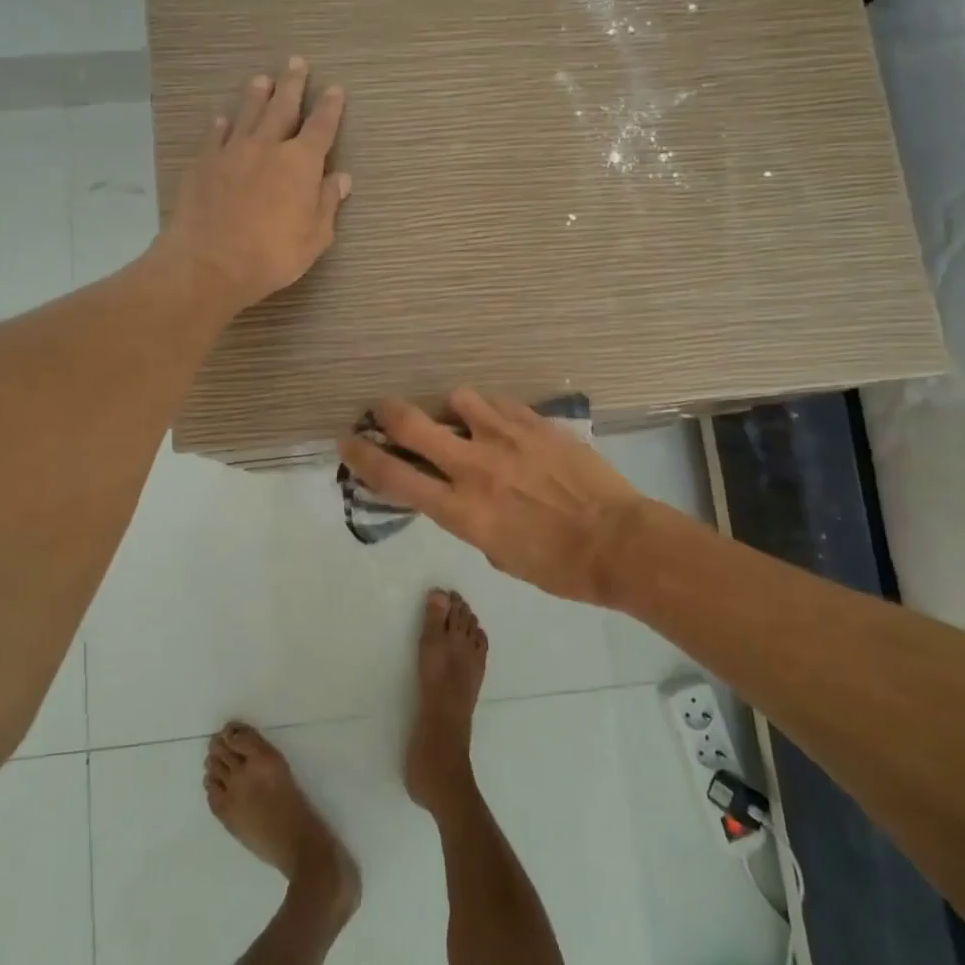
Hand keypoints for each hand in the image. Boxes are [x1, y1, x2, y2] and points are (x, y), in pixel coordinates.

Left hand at [156, 57, 350, 314]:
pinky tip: (222, 120)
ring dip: (257, 95)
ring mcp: (232, 152)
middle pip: (282, 107)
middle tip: (296, 62)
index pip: (321, 127)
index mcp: (300, 163)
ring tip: (262, 79)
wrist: (210, 262)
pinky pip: (215, 136)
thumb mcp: (314, 237)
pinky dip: (221, 125)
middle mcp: (267, 146)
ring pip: (247, 114)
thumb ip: (327, 203)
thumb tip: (341, 178)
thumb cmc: (272, 254)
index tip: (335, 90)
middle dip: (292, 84)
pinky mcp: (204, 163)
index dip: (330, 108)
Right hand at [337, 389, 646, 604]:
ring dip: (449, 409)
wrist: (617, 542)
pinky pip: (497, 402)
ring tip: (462, 420)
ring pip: (456, 399)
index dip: (362, 456)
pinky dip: (487, 410)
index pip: (393, 477)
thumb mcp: (495, 552)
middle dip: (387, 412)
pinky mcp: (535, 423)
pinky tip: (499, 422)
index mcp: (460, 509)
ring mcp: (505, 438)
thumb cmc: (556, 565)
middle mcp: (473, 466)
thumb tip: (458, 492)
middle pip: (411, 423)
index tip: (347, 442)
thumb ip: (467, 517)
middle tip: (382, 410)